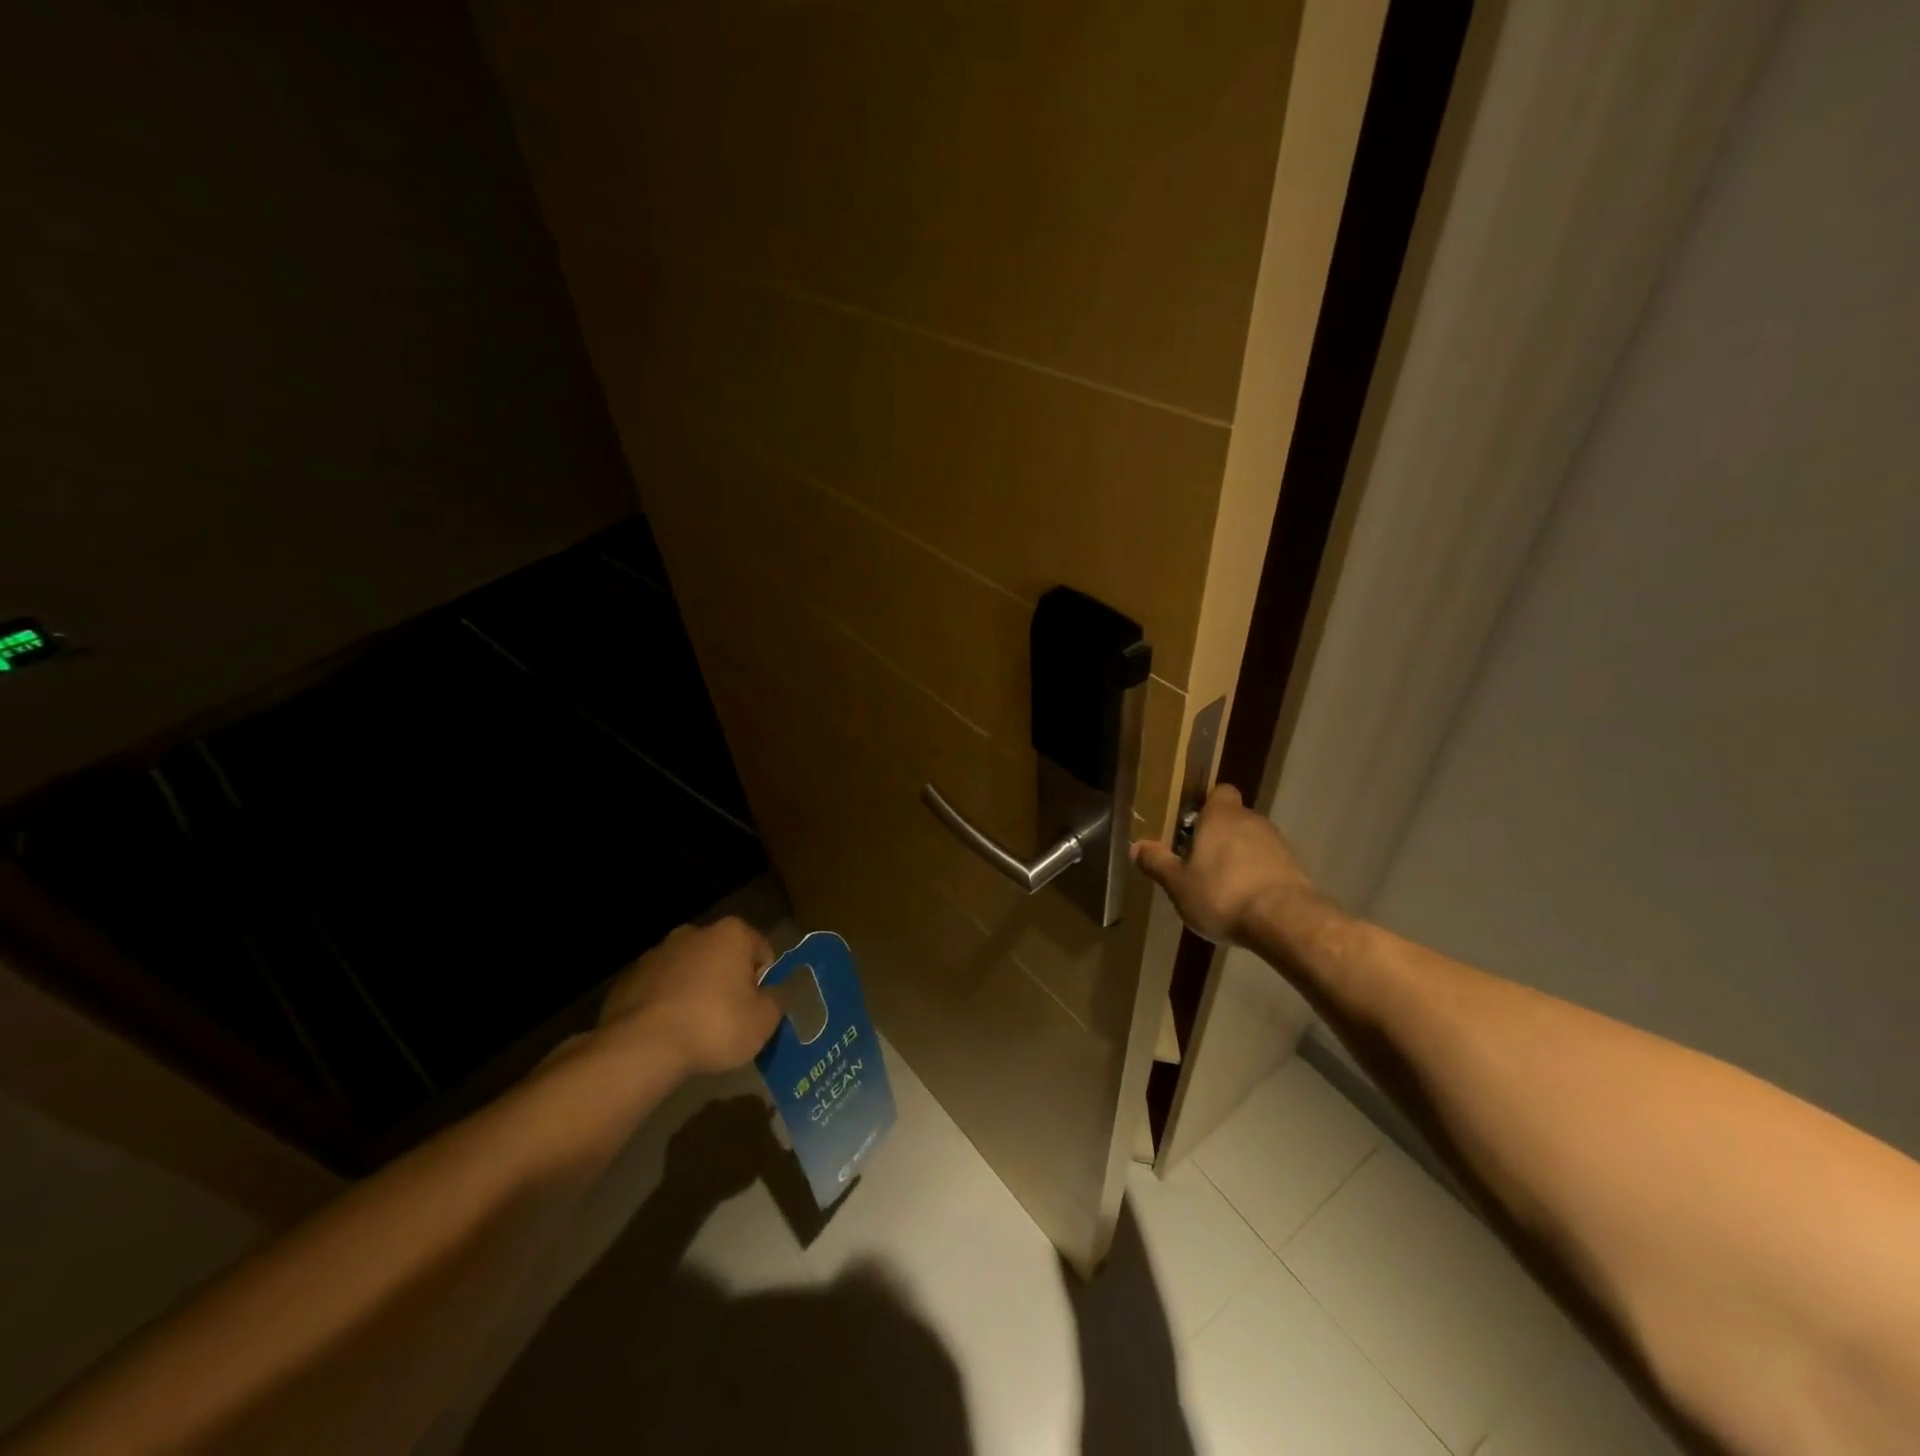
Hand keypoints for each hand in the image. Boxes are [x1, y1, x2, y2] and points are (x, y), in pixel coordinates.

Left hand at [597, 917, 782, 1076]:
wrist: (640, 1047)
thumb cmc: (713, 1026)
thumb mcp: (763, 1021)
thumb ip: (777, 1000)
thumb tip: (774, 993)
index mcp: (732, 933)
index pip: (762, 950)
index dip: (763, 980)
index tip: (755, 1008)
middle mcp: (695, 932)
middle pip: (724, 955)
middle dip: (728, 980)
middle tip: (728, 1018)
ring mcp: (658, 951)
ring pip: (690, 969)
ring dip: (696, 988)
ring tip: (694, 1027)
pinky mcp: (630, 975)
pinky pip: (661, 986)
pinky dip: (667, 1000)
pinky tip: (666, 1030)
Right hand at [1131, 784, 1316, 944]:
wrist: (1285, 921)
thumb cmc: (1222, 894)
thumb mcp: (1178, 884)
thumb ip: (1157, 863)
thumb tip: (1136, 846)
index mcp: (1221, 817)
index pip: (1219, 792)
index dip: (1206, 805)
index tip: (1191, 826)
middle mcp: (1252, 821)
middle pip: (1233, 819)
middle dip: (1218, 837)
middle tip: (1198, 862)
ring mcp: (1278, 844)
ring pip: (1252, 842)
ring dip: (1239, 857)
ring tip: (1222, 887)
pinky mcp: (1295, 868)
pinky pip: (1269, 864)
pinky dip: (1257, 876)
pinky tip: (1246, 901)